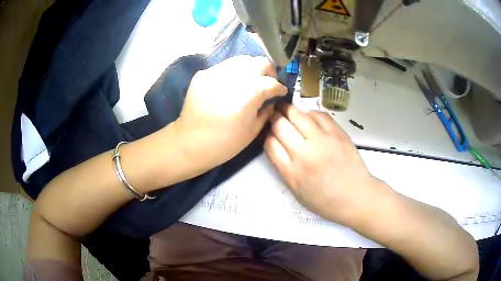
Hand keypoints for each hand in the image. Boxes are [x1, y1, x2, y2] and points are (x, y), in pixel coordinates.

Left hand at [175, 55, 286, 169]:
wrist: (190, 143)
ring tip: (249, 82)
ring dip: (251, 69)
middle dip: (268, 72)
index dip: (280, 88)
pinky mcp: (203, 74)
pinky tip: (231, 86)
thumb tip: (271, 101)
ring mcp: (216, 72)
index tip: (280, 92)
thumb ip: (266, 111)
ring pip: (241, 60)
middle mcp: (235, 76)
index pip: (272, 82)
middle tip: (267, 83)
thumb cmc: (225, 142)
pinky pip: (224, 67)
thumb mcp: (253, 130)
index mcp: (251, 91)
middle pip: (260, 62)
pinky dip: (233, 73)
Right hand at [264, 105, 381, 225]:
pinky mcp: (337, 133)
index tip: (269, 132)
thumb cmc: (325, 200)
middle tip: (274, 115)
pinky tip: (309, 118)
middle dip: (273, 118)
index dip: (267, 134)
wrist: (355, 197)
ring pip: (297, 115)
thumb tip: (277, 145)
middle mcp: (303, 153)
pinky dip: (309, 114)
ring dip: (289, 110)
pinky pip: (318, 115)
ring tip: (287, 110)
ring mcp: (321, 140)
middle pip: (280, 125)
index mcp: (291, 172)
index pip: (270, 143)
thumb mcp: (297, 191)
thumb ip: (284, 168)